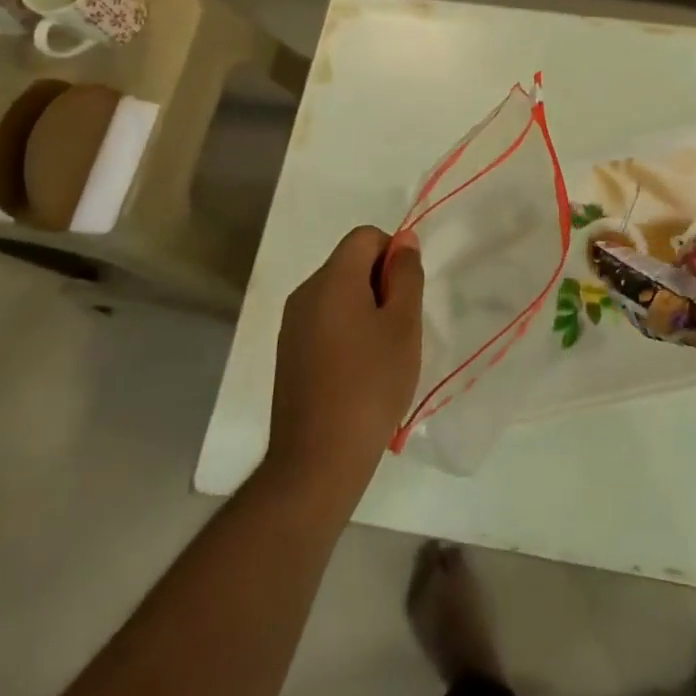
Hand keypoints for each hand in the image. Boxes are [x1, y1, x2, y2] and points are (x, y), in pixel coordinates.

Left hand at [267, 226, 422, 492]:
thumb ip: (406, 275)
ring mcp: (292, 325)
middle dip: (380, 283)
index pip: (365, 236)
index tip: (406, 295)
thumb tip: (403, 241)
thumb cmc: (371, 384)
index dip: (393, 253)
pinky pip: (324, 321)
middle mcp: (305, 293)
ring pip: (337, 294)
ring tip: (382, 353)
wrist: (318, 458)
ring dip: (366, 309)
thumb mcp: (404, 325)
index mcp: (332, 279)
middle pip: (349, 263)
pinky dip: (347, 331)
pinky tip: (359, 371)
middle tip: (400, 327)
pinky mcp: (289, 353)